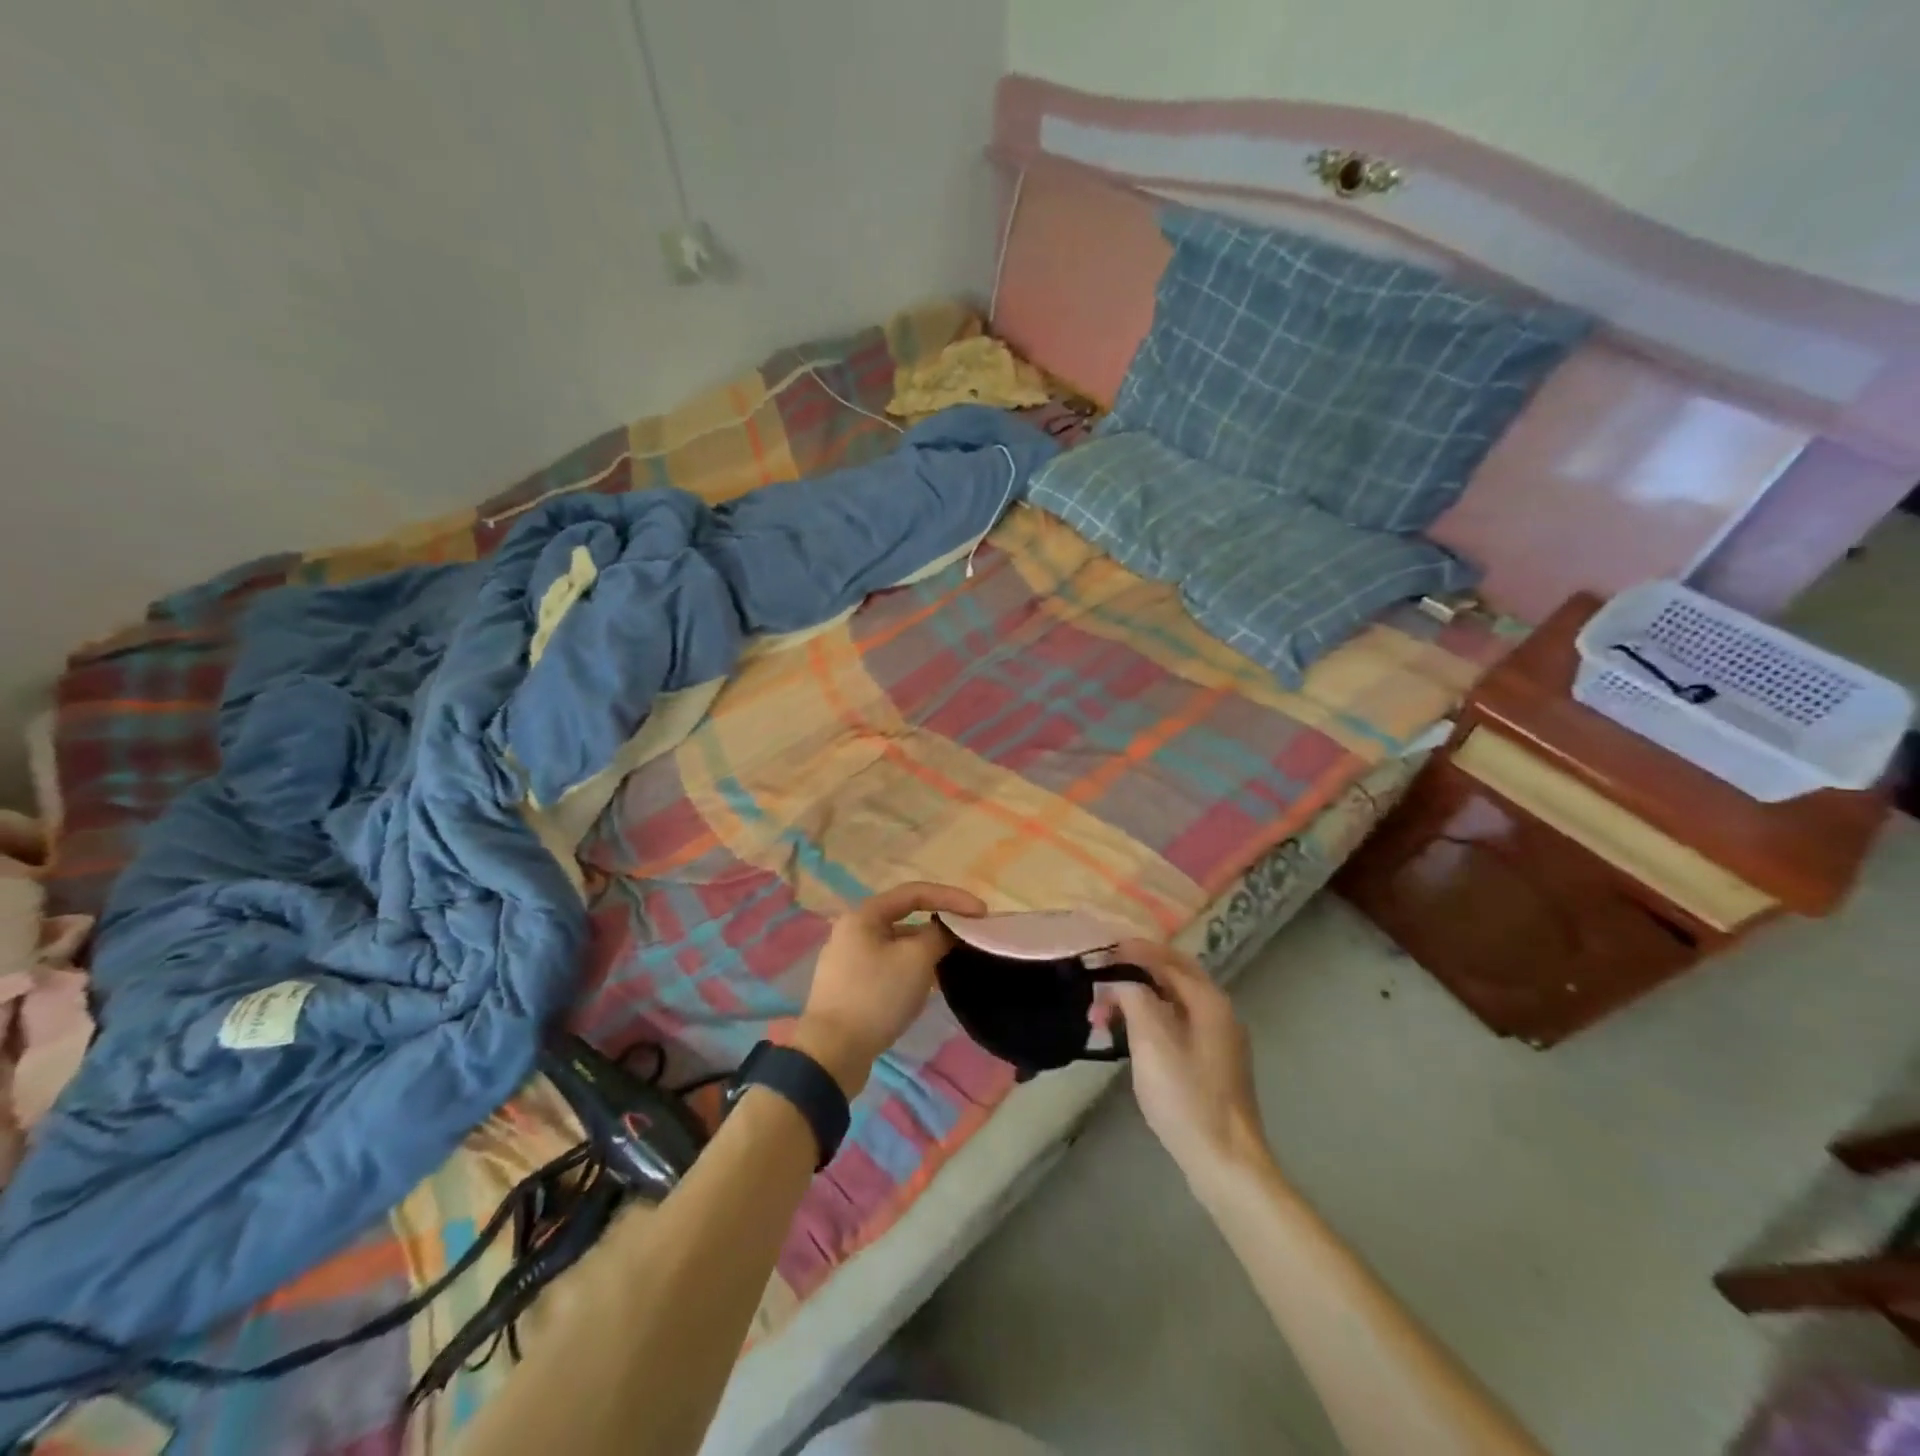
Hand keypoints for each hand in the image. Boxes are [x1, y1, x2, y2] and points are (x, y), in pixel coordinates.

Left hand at [796, 881, 987, 1095]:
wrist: (832, 1053)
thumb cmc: (876, 996)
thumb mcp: (916, 960)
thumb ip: (938, 936)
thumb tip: (945, 932)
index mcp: (864, 915)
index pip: (915, 893)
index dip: (952, 897)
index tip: (981, 912)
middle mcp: (853, 931)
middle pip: (905, 918)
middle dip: (940, 926)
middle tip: (969, 938)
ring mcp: (849, 961)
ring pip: (898, 946)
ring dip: (926, 951)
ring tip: (953, 964)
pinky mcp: (851, 988)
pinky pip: (889, 968)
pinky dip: (912, 970)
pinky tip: (929, 987)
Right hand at [1102, 940, 1271, 1196]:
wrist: (1225, 1160)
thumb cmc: (1185, 1096)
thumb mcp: (1151, 1040)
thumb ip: (1134, 997)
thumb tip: (1120, 980)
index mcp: (1208, 1000)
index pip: (1166, 958)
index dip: (1132, 951)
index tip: (1100, 953)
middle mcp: (1219, 1010)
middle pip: (1173, 974)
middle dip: (1135, 971)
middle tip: (1101, 977)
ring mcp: (1220, 1037)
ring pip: (1174, 1000)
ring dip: (1139, 997)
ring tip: (1106, 1012)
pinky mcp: (1214, 1061)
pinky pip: (1178, 1021)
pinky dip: (1151, 1017)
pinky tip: (1131, 1033)